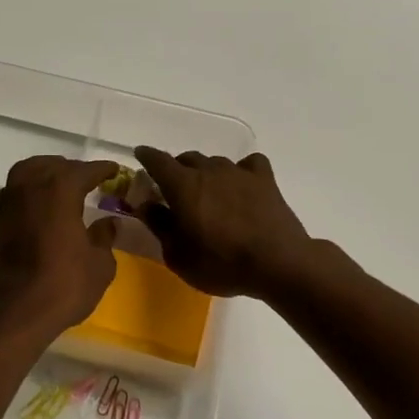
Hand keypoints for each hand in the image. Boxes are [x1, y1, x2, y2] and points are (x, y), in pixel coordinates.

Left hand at [0, 157, 121, 353]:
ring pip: (28, 172)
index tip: (114, 171)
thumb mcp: (100, 264)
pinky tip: (38, 205)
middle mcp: (31, 187)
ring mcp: (8, 202)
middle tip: (90, 181)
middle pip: (54, 166)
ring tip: (61, 186)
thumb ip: (105, 236)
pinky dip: (27, 190)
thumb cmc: (64, 286)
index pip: (85, 170)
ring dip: (46, 173)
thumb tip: (108, 222)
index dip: (103, 170)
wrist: (17, 315)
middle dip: (73, 170)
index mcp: (60, 189)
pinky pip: (13, 191)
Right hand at [134, 147, 316, 299]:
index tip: (141, 155)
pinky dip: (242, 171)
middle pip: (187, 159)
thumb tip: (146, 204)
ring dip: (207, 173)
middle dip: (177, 169)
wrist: (277, 263)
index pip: (158, 161)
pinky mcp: (265, 179)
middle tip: (175, 189)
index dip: (147, 156)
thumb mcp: (178, 255)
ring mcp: (239, 172)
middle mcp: (209, 170)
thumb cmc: (221, 263)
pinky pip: (249, 165)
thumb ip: (160, 225)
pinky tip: (243, 185)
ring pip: (215, 162)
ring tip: (210, 192)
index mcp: (183, 186)